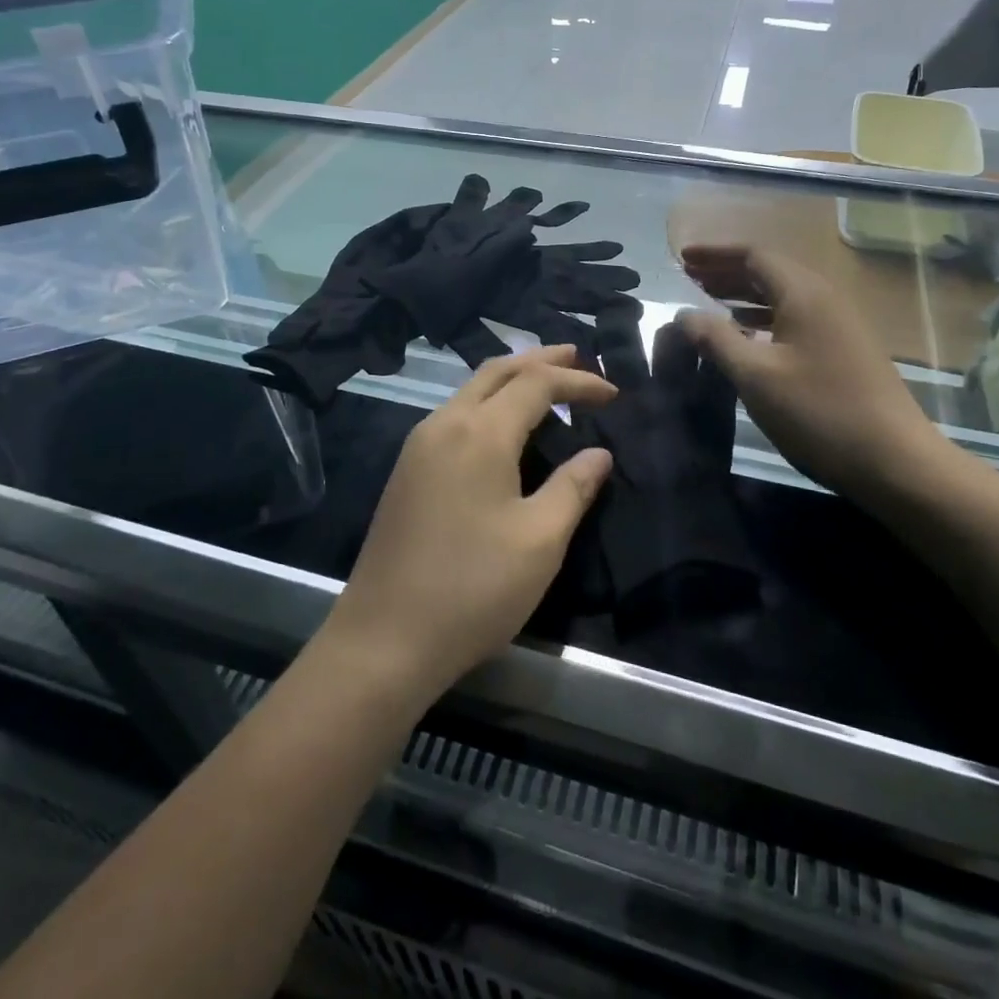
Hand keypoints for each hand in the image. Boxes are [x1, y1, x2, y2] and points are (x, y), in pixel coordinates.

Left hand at [322, 346, 615, 702]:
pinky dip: (489, 404)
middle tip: (579, 359)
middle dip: (540, 359)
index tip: (614, 393)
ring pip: (471, 390)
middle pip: (497, 371)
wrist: (384, 638)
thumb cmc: (473, 589)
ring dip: (512, 379)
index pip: (536, 383)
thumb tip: (599, 453)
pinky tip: (506, 430)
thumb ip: (573, 487)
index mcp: (480, 432)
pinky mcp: (407, 470)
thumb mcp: (539, 540)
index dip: (578, 382)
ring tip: (549, 388)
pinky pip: (455, 415)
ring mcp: (418, 446)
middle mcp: (444, 424)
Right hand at [677, 245, 963, 506]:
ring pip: (782, 296)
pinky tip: (745, 336)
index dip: (715, 253)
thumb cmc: (819, 412)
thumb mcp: (756, 375)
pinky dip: (763, 318)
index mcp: (804, 294)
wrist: (895, 461)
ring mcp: (838, 325)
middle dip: (726, 271)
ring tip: (708, 301)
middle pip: (769, 271)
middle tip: (689, 277)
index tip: (682, 258)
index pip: (754, 255)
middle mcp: (824, 299)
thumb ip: (715, 339)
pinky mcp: (844, 351)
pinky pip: (794, 318)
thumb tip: (684, 314)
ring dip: (744, 295)